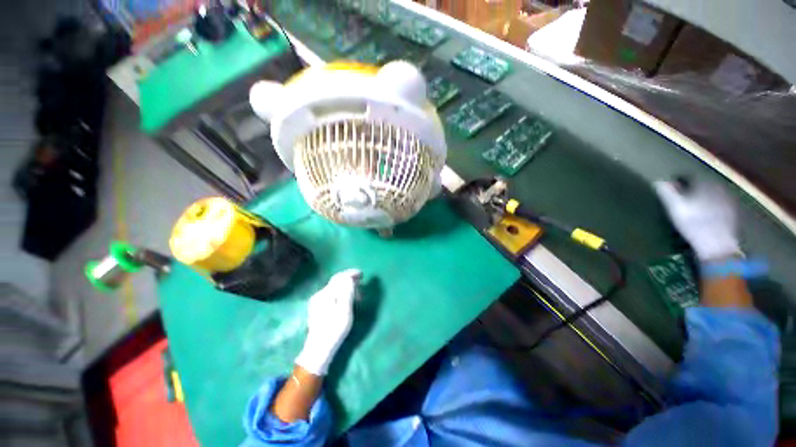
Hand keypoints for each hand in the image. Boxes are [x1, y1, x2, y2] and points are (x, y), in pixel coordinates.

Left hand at [295, 269, 361, 375]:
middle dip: (348, 279)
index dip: (350, 273)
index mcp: (325, 294)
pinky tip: (346, 299)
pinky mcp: (317, 309)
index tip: (361, 273)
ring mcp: (316, 302)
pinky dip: (340, 293)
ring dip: (345, 286)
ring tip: (356, 291)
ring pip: (333, 288)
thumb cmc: (334, 330)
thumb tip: (349, 278)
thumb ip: (346, 292)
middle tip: (361, 280)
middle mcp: (319, 295)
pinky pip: (331, 295)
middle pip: (335, 282)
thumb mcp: (344, 310)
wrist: (318, 349)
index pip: (339, 277)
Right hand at [654, 180, 740, 261]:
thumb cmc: (693, 223)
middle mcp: (719, 187)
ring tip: (692, 208)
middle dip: (692, 190)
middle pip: (702, 184)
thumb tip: (658, 181)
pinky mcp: (733, 213)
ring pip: (711, 194)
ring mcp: (728, 200)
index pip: (689, 176)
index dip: (678, 182)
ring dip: (702, 198)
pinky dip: (711, 207)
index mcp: (704, 183)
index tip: (670, 189)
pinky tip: (705, 216)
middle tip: (680, 199)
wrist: (717, 245)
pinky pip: (719, 205)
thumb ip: (666, 192)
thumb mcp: (675, 207)